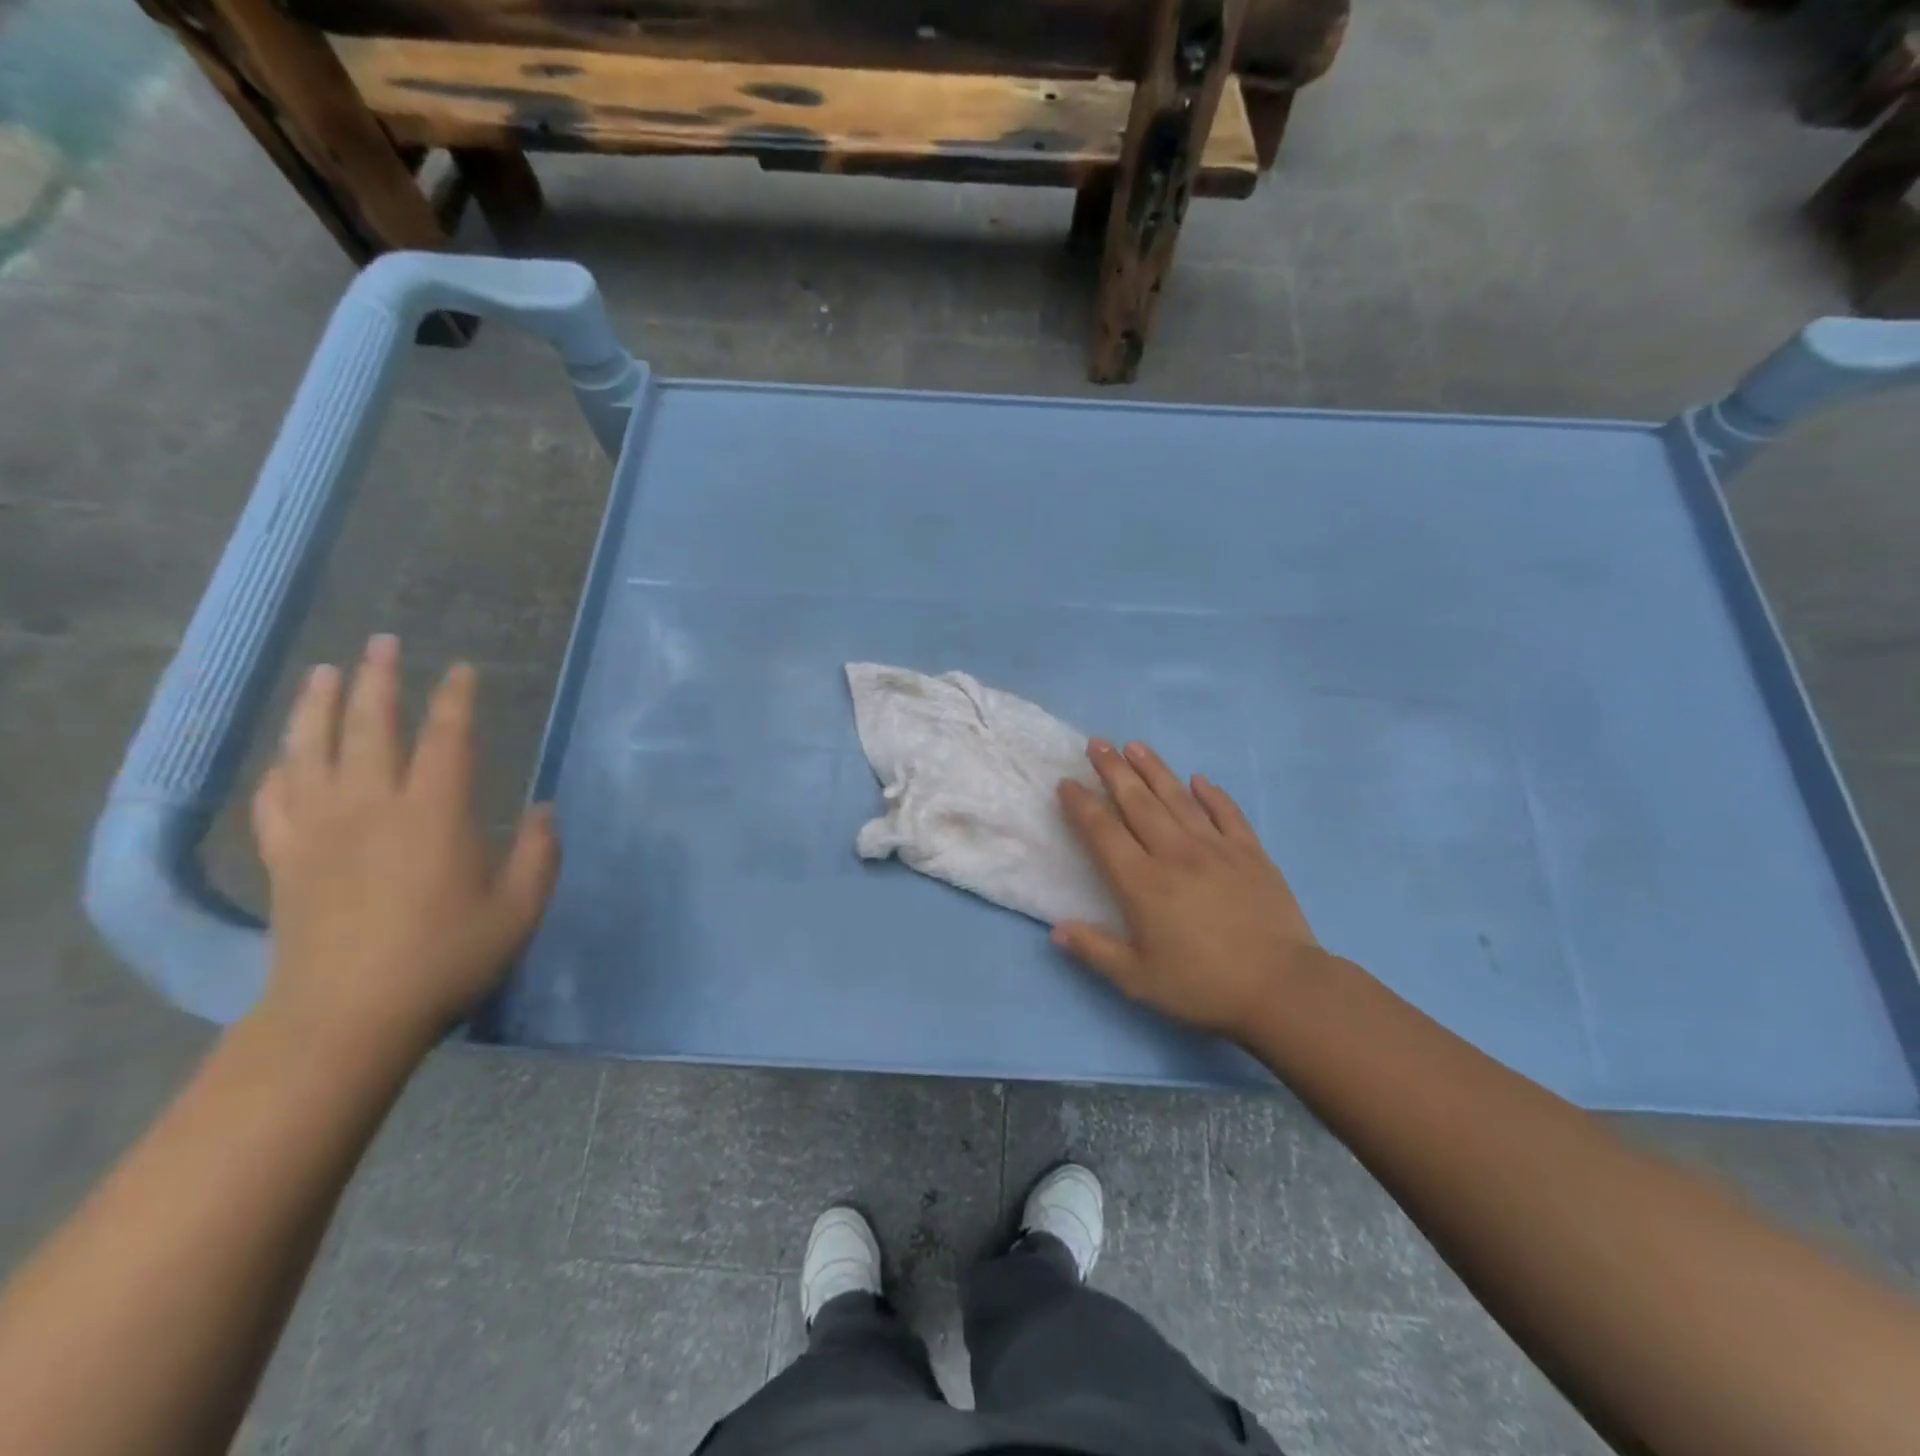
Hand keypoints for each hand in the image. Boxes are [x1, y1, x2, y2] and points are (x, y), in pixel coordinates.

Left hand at [250, 635, 560, 1054]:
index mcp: (434, 814)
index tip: (462, 670)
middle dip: (378, 679)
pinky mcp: (284, 859)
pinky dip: (280, 768)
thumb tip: (544, 809)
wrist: (345, 1018)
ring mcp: (319, 830)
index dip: (456, 699)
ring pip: (310, 750)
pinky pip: (275, 798)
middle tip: (382, 642)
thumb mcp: (518, 910)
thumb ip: (539, 854)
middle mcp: (372, 806)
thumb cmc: (445, 960)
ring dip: (318, 705)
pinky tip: (286, 756)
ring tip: (324, 672)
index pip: (447, 738)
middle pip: (370, 727)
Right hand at [1053, 740, 1320, 1039]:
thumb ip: (1095, 950)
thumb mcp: (1138, 980)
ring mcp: (1216, 848)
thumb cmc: (1203, 986)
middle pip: (1137, 802)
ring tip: (1135, 746)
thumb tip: (1057, 929)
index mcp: (1142, 882)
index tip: (1067, 783)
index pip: (1103, 832)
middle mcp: (1174, 853)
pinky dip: (1212, 794)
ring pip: (1177, 798)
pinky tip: (1199, 780)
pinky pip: (1226, 813)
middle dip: (1113, 770)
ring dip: (1154, 769)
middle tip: (1097, 743)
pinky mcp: (1251, 852)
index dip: (1082, 805)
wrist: (1282, 988)